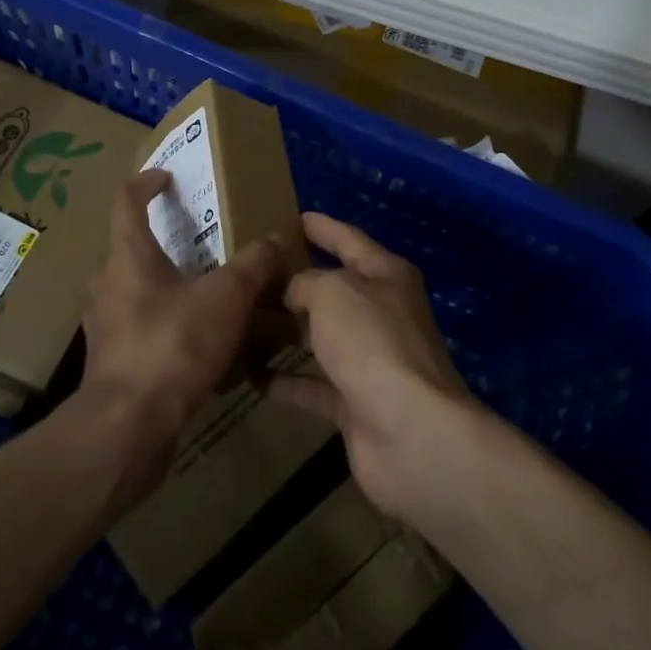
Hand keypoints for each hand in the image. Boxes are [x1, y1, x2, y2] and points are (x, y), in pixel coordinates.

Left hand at [79, 169, 288, 501]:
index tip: (169, 177)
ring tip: (212, 295)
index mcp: (128, 256)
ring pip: (141, 293)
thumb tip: (276, 239)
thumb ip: (253, 266)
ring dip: (173, 288)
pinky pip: (146, 330)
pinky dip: (172, 327)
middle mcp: (109, 285)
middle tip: (205, 244)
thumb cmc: (172, 345)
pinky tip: (205, 345)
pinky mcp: (114, 363)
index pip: (127, 201)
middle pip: (134, 249)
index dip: (147, 182)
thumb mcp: (226, 298)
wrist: (127, 429)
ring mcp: (107, 326)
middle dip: (168, 242)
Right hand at [266, 212, 473, 519]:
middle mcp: (380, 313)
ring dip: (284, 332)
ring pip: (319, 338)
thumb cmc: (372, 342)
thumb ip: (305, 282)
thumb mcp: (332, 292)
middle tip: (250, 272)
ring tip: (240, 321)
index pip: (348, 240)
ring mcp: (369, 360)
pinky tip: (250, 375)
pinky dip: (285, 381)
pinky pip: (313, 385)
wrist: (410, 432)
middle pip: (332, 290)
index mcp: (385, 275)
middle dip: (293, 281)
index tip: (291, 217)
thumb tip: (292, 291)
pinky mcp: (355, 404)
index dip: (321, 227)